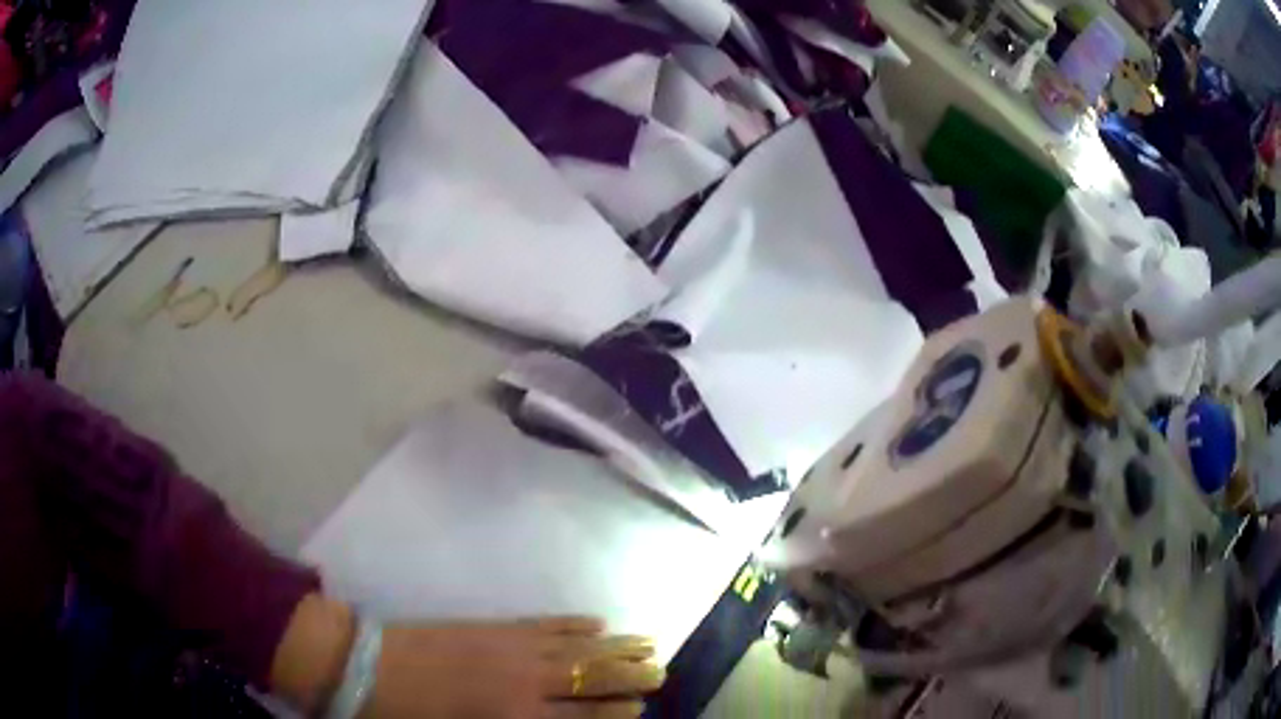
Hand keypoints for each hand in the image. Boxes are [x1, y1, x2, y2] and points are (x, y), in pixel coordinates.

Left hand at [367, 616, 662, 717]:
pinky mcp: (491, 625)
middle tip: (661, 669)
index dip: (616, 712)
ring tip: (647, 641)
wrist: (363, 665)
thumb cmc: (410, 716)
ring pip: (576, 645)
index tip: (642, 707)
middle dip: (629, 674)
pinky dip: (573, 623)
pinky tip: (594, 621)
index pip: (583, 716)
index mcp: (515, 716)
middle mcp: (523, 680)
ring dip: (614, 644)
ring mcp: (509, 646)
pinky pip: (543, 623)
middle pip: (590, 676)